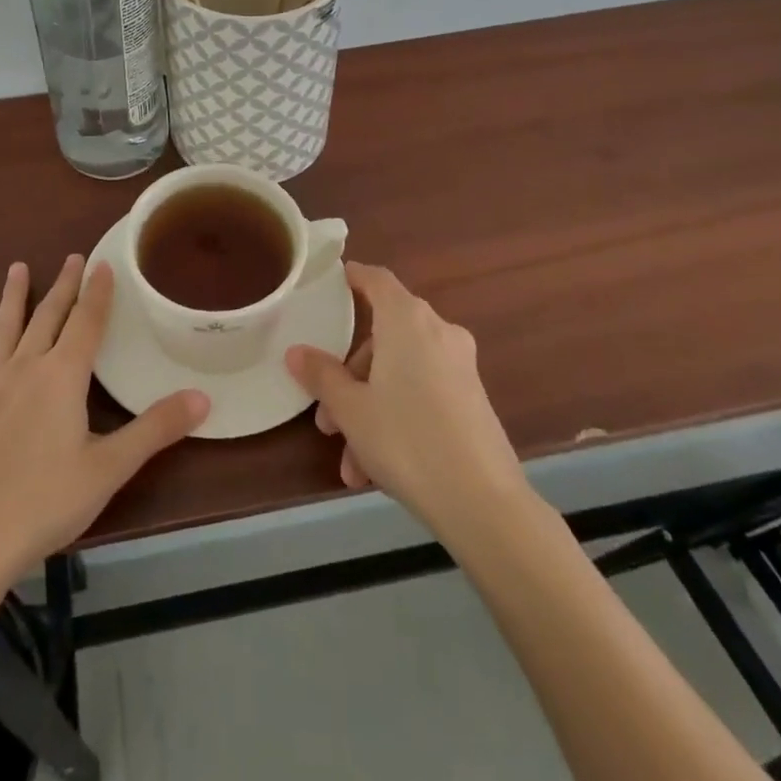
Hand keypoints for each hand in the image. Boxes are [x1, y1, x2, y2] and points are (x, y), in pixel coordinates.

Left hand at [0, 256, 208, 590]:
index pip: (86, 322)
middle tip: (72, 258)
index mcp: (62, 377)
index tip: (102, 262)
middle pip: (48, 318)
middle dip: (63, 286)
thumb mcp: (110, 468)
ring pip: (5, 332)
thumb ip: (156, 429)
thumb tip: (204, 397)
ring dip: (13, 299)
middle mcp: (25, 370)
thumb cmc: (45, 501)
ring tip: (17, 268)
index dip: (97, 292)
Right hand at [286, 262, 524, 538]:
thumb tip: (296, 352)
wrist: (484, 503)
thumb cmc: (406, 439)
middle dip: (350, 376)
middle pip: (384, 337)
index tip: (332, 281)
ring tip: (351, 462)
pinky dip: (398, 419)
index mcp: (407, 320)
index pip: (376, 279)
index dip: (353, 277)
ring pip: (400, 374)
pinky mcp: (473, 400)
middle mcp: (438, 332)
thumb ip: (322, 375)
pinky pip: (423, 396)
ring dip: (370, 409)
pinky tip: (376, 472)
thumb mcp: (351, 409)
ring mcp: (460, 367)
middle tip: (327, 414)